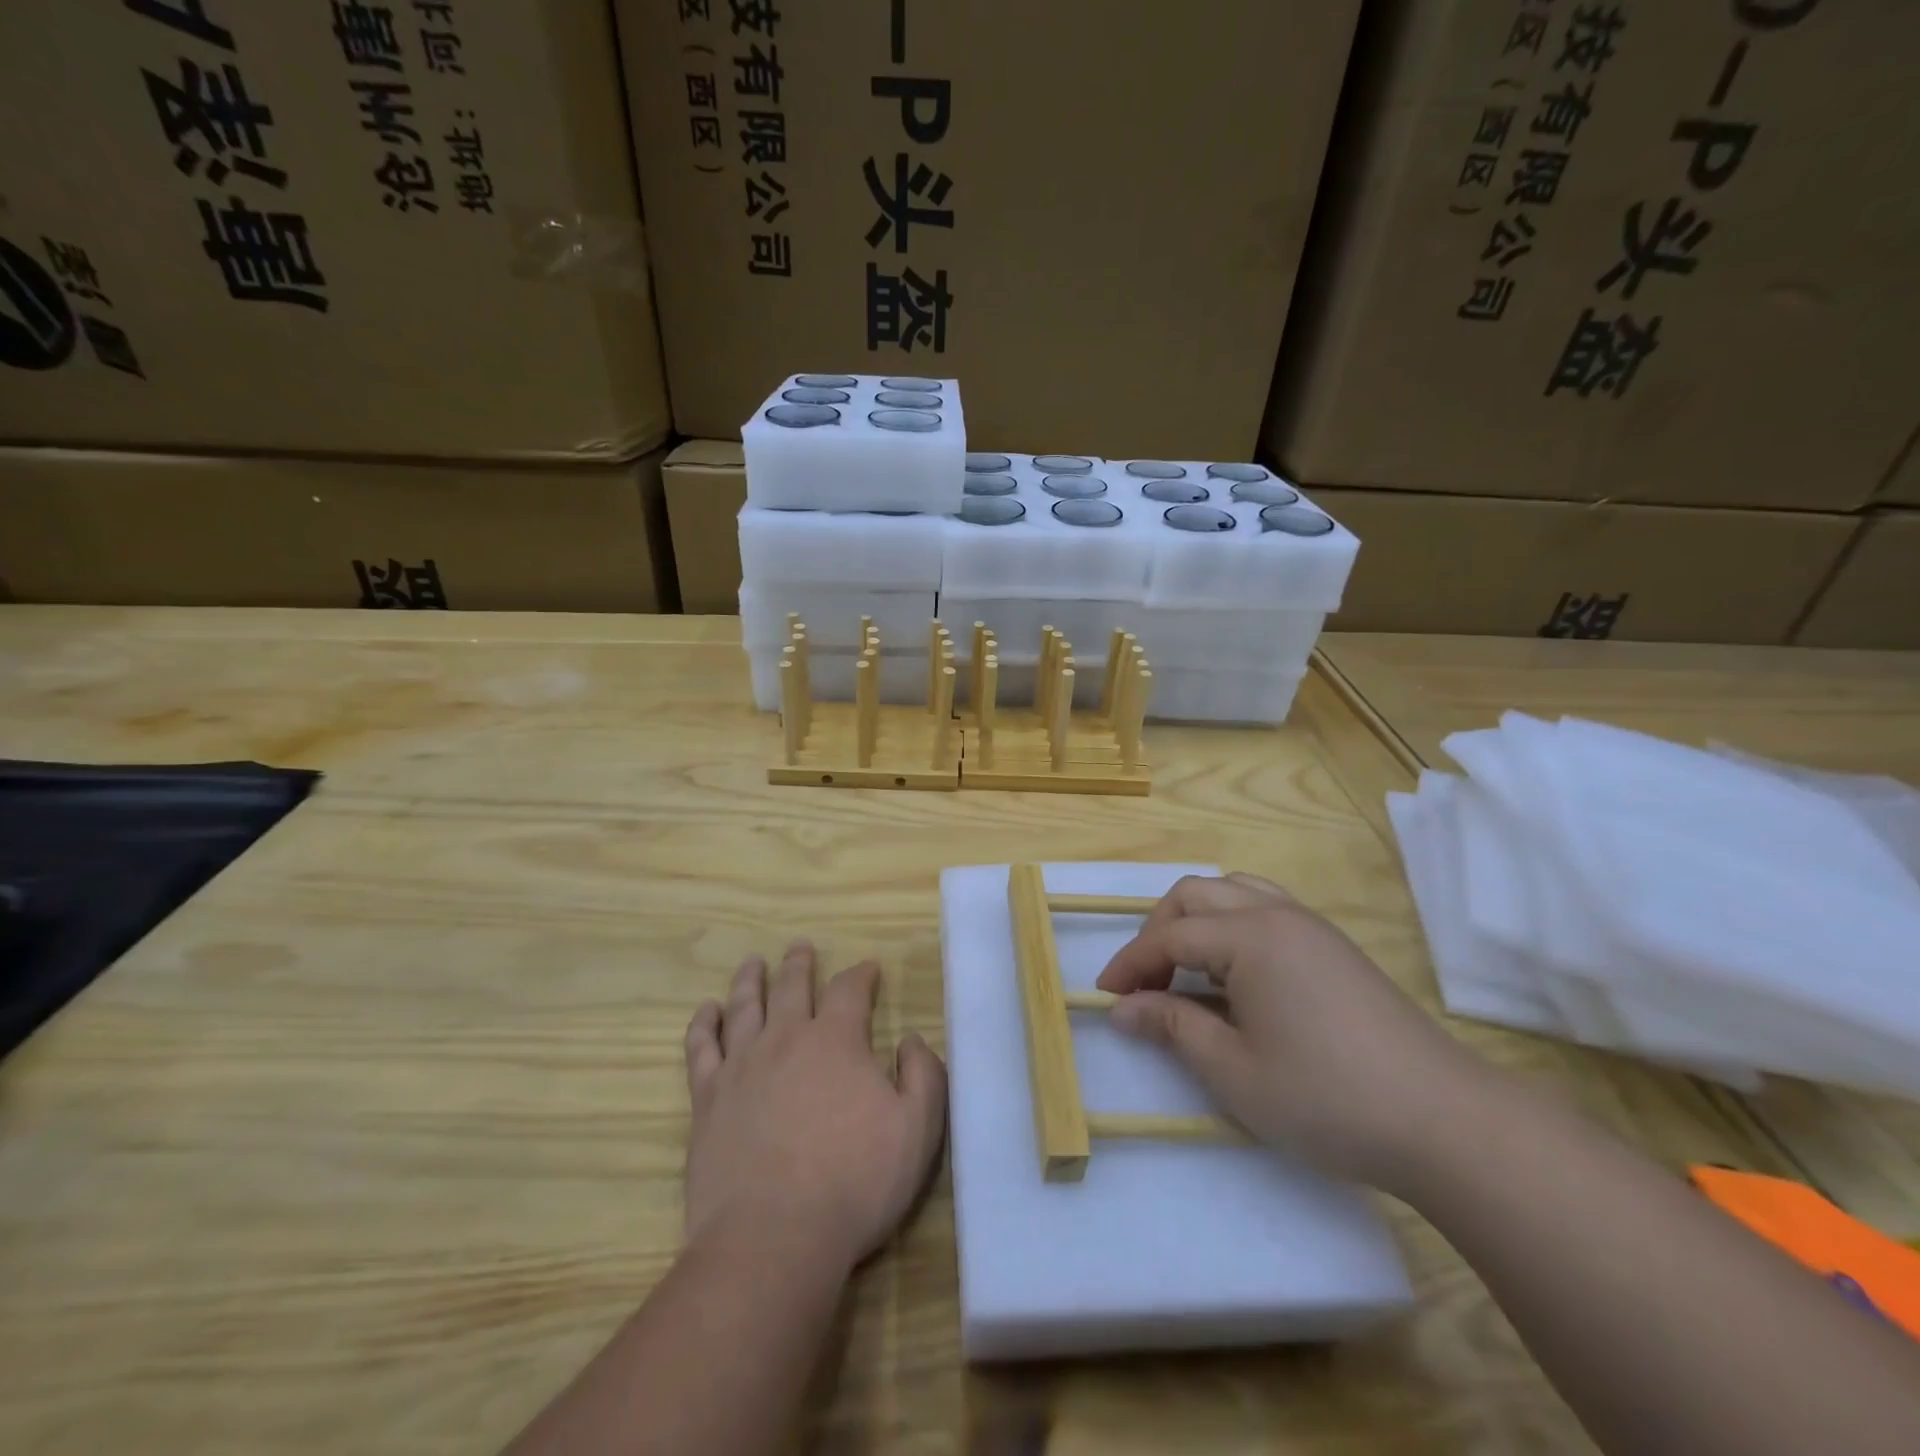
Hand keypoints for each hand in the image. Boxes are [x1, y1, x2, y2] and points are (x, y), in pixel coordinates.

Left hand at [682, 943, 946, 1273]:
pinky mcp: (708, 1099)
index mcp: (837, 1040)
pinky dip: (704, 1024)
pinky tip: (707, 1011)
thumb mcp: (917, 1130)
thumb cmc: (855, 1183)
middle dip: (800, 964)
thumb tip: (912, 1039)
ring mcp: (742, 1066)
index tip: (868, 968)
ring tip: (753, 962)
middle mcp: (786, 1038)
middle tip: (801, 947)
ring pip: (745, 1006)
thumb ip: (924, 1075)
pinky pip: (701, 1048)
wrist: (774, 1238)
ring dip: (751, 980)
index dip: (860, 974)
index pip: (849, 989)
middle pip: (792, 986)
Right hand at [1096, 874, 1489, 1194]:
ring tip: (1185, 968)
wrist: (1445, 1121)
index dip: (1130, 964)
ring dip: (1196, 920)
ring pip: (1233, 892)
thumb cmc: (1327, 1097)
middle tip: (1146, 982)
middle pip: (1196, 895)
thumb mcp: (1234, 1071)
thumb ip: (1171, 1027)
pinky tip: (1235, 972)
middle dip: (1158, 931)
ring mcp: (1311, 926)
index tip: (1104, 997)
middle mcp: (1277, 914)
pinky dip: (1232, 925)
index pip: (1170, 936)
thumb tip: (1122, 1008)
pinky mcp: (1334, 946)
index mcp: (1250, 937)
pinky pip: (1266, 908)